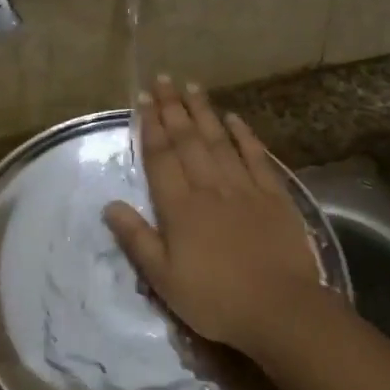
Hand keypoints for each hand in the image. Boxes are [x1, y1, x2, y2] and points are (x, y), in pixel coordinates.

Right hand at [103, 76, 328, 361]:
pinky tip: (235, 117)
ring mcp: (244, 188)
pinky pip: (255, 157)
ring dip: (204, 112)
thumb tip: (109, 205)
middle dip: (173, 107)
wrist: (279, 309)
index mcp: (180, 207)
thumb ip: (136, 239)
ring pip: (219, 141)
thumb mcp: (163, 279)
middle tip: (163, 79)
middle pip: (188, 140)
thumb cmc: (215, 299)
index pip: (161, 157)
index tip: (143, 99)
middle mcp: (209, 187)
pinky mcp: (273, 195)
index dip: (150, 126)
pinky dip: (244, 135)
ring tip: (192, 86)